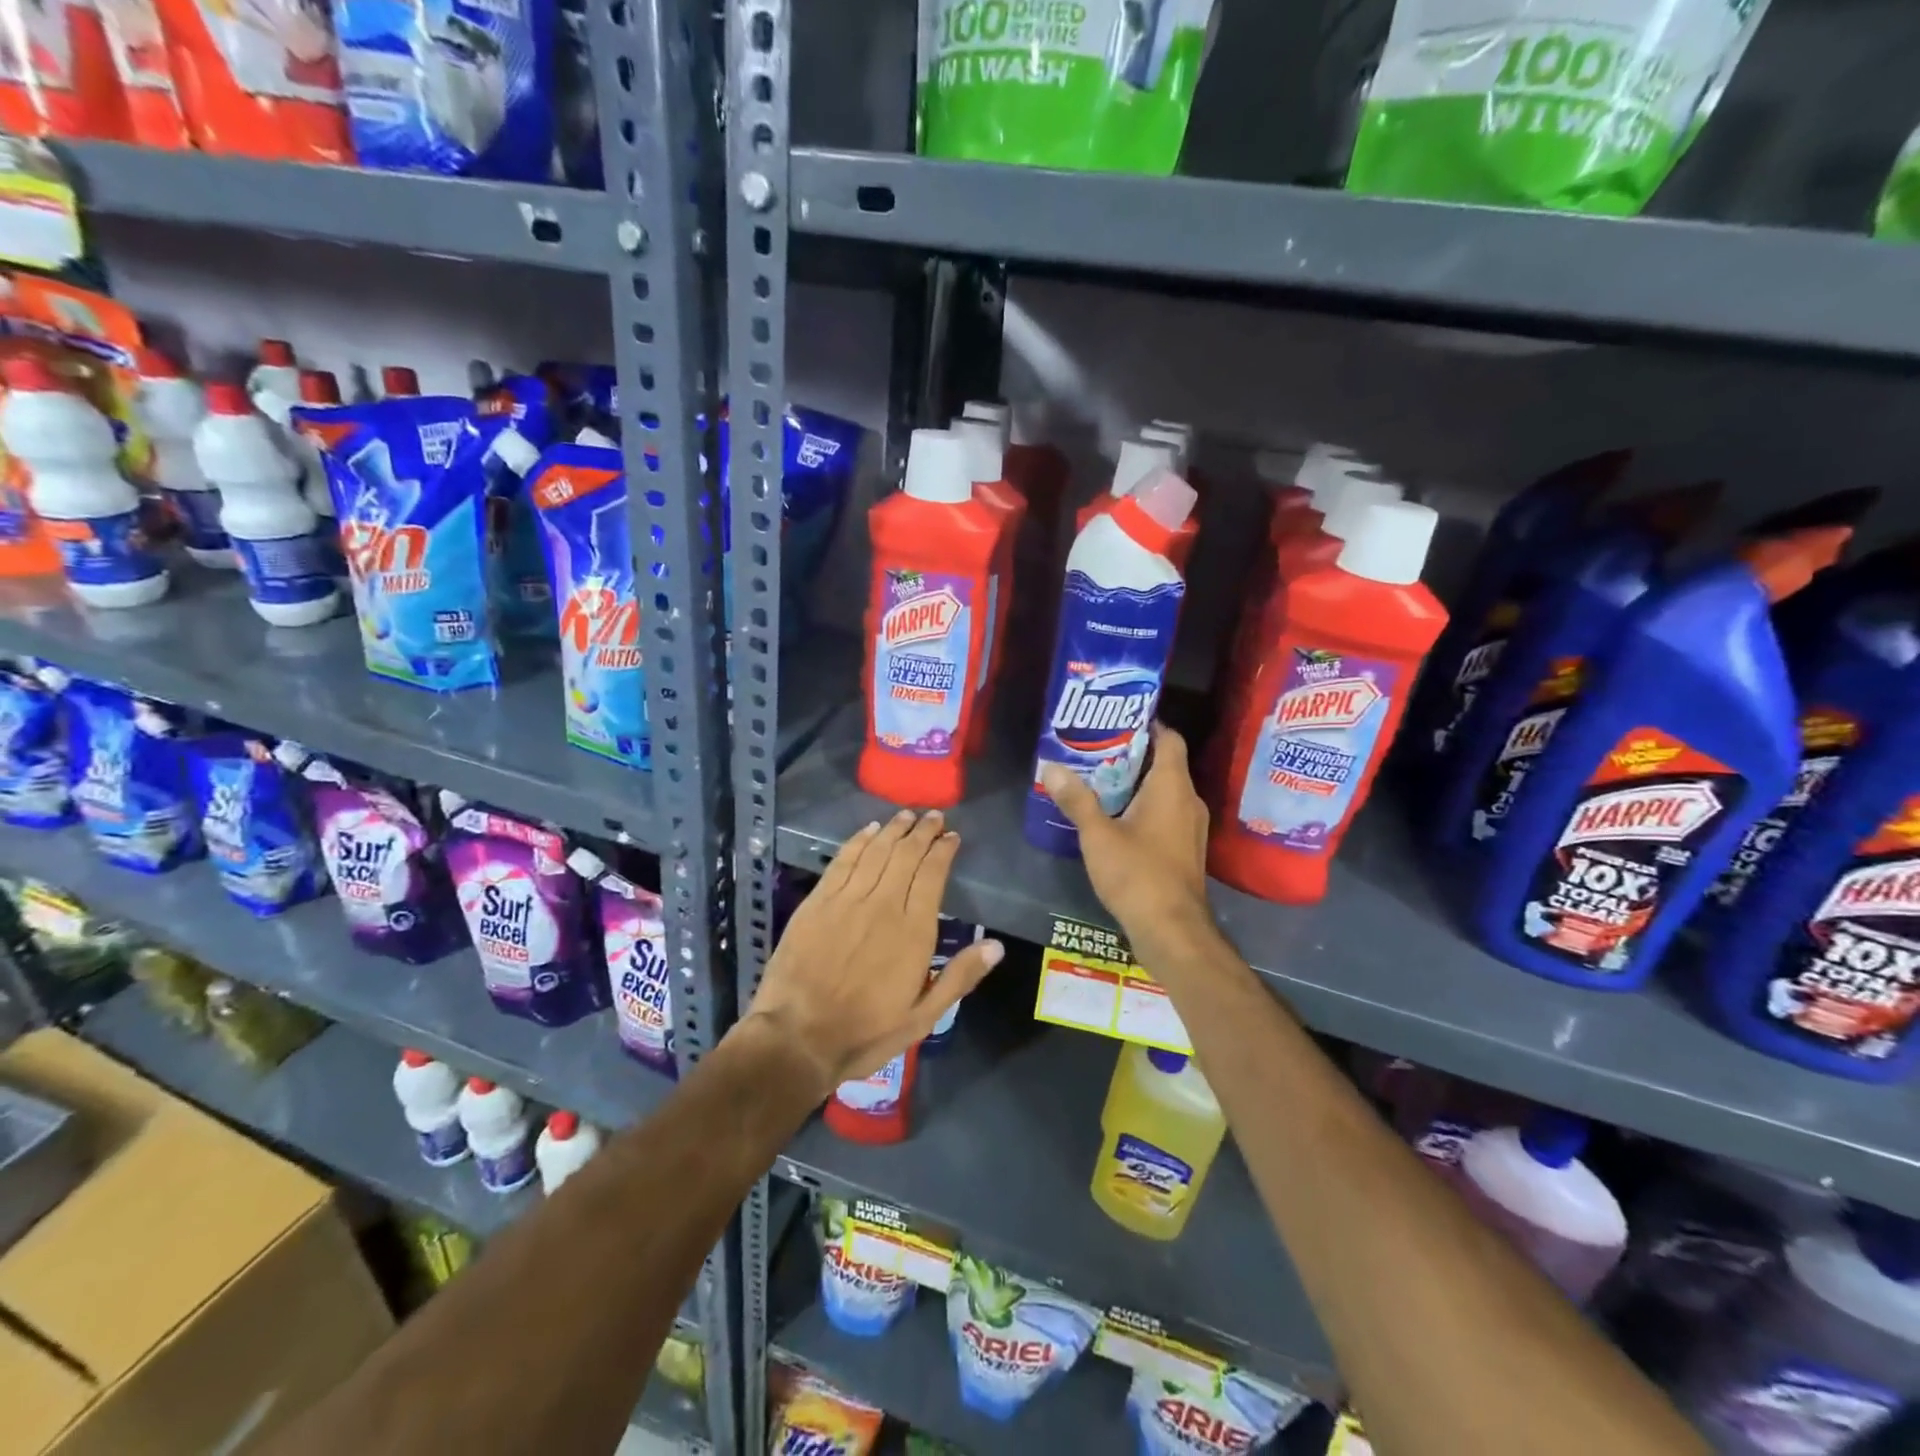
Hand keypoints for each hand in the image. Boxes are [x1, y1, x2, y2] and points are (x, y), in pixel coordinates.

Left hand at [742, 809, 1003, 1098]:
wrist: (797, 1038)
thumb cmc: (865, 1032)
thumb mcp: (922, 1017)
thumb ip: (959, 977)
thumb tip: (996, 946)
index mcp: (913, 931)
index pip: (932, 874)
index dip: (943, 851)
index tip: (952, 837)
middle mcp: (882, 905)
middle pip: (906, 855)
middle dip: (923, 831)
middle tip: (934, 817)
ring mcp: (846, 900)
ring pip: (876, 851)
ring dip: (893, 829)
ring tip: (906, 815)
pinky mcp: (817, 902)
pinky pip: (843, 860)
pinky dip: (858, 841)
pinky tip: (868, 830)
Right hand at [1040, 723, 1217, 967]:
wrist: (1172, 930)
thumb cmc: (1137, 874)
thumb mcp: (1098, 835)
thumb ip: (1076, 799)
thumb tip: (1051, 767)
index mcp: (1172, 787)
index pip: (1170, 738)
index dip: (1149, 723)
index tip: (1117, 718)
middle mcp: (1188, 800)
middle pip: (1165, 763)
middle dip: (1133, 752)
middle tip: (1096, 746)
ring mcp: (1190, 827)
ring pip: (1165, 790)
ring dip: (1136, 782)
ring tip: (1098, 777)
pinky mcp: (1184, 849)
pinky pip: (1165, 812)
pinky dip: (1143, 805)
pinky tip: (1113, 815)